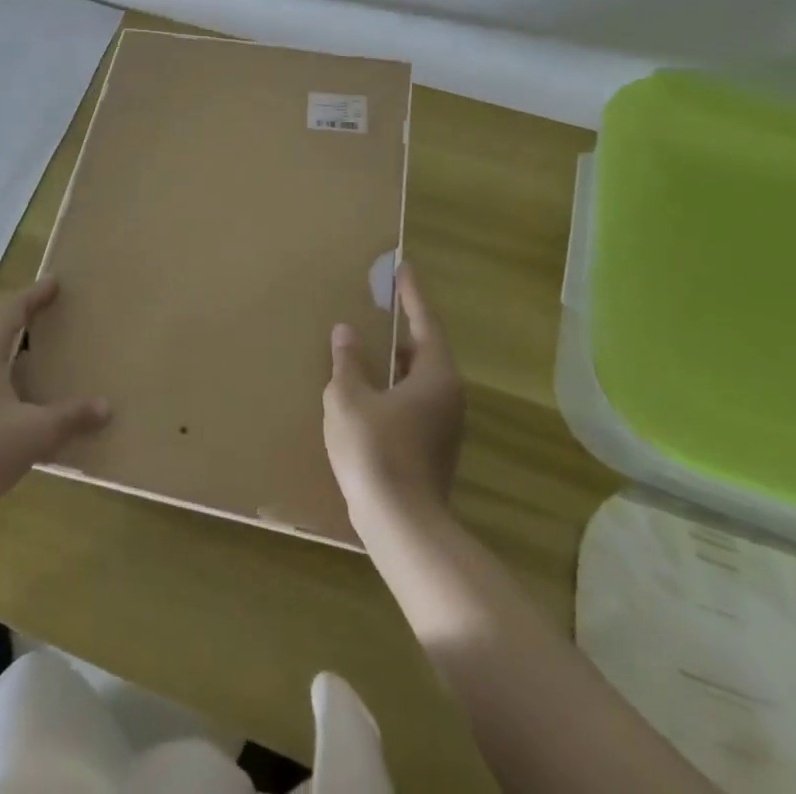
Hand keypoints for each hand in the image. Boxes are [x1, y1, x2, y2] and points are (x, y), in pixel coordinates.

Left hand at [0, 277, 110, 523]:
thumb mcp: (35, 434)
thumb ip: (71, 418)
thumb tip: (106, 407)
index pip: (12, 310)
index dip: (34, 295)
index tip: (54, 282)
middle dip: (15, 311)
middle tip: (40, 309)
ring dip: (0, 335)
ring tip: (25, 344)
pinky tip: (5, 386)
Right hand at [323, 262, 464, 541]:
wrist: (401, 526)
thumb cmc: (375, 450)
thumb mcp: (349, 398)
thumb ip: (347, 362)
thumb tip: (346, 332)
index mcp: (434, 375)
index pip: (425, 322)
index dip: (412, 294)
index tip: (403, 268)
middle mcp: (448, 396)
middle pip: (425, 351)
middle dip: (400, 330)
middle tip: (378, 308)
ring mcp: (444, 427)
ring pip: (418, 381)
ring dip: (394, 363)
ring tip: (366, 349)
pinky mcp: (433, 450)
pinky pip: (412, 403)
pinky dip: (392, 389)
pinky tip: (366, 393)